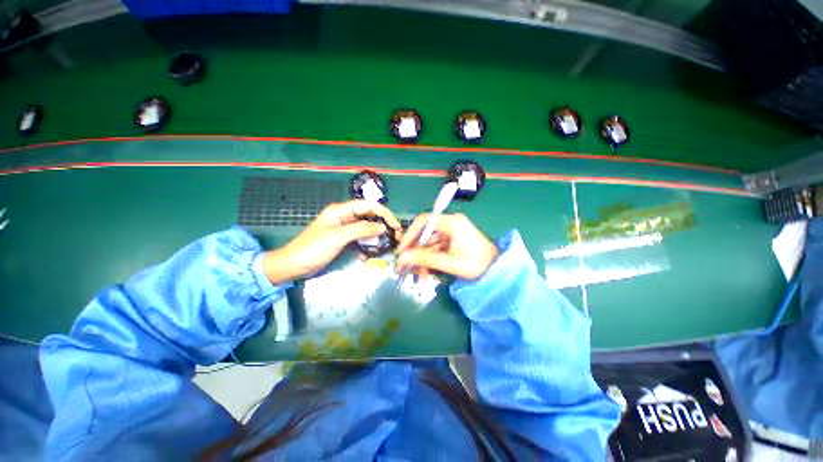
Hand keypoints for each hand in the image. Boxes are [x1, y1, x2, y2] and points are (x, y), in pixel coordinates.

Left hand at [262, 200, 400, 283]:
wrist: (293, 266)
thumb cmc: (313, 249)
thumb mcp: (338, 237)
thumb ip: (361, 229)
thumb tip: (383, 227)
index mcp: (341, 210)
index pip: (369, 206)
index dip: (384, 213)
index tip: (396, 226)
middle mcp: (344, 216)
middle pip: (369, 215)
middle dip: (383, 224)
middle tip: (396, 237)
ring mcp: (344, 228)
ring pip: (366, 227)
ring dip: (376, 235)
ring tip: (387, 245)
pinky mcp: (344, 239)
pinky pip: (360, 238)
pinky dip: (367, 244)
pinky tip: (368, 254)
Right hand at [396, 213, 497, 280]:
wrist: (497, 271)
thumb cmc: (477, 264)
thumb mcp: (450, 262)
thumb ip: (425, 259)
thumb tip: (402, 258)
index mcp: (452, 223)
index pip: (424, 221)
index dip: (410, 234)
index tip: (402, 250)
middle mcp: (450, 224)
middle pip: (425, 235)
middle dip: (414, 252)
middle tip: (403, 267)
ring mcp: (451, 233)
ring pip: (428, 245)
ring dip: (421, 260)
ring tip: (416, 276)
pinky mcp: (451, 241)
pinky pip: (435, 249)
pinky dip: (430, 261)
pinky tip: (425, 273)